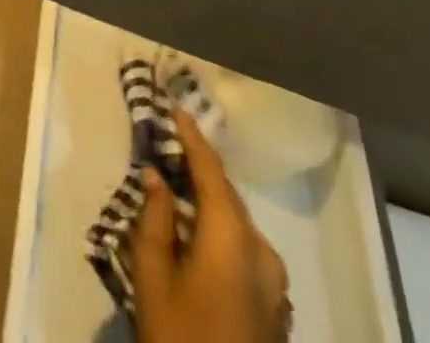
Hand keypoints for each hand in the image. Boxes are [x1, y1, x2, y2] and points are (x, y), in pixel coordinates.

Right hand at [132, 107, 291, 342]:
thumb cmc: (180, 336)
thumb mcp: (153, 276)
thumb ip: (154, 218)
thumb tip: (156, 177)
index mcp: (232, 238)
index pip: (211, 172)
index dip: (193, 137)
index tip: (176, 108)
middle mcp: (262, 252)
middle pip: (228, 196)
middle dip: (199, 170)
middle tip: (170, 147)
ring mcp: (276, 285)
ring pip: (238, 224)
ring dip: (210, 204)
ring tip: (178, 192)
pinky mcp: (276, 309)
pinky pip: (247, 251)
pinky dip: (222, 233)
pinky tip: (198, 238)